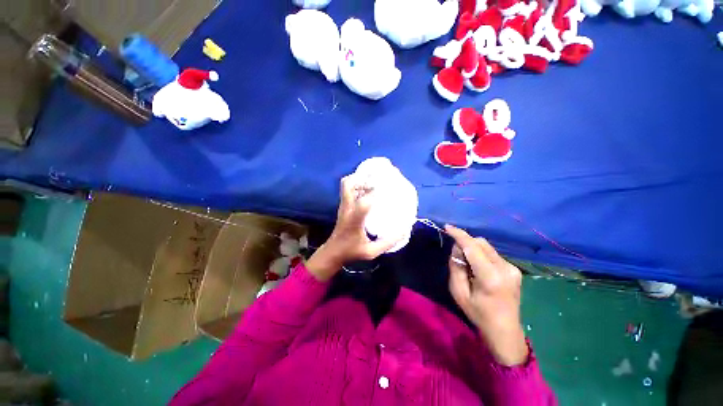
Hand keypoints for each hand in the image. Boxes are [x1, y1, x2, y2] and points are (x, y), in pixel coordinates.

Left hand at [306, 176, 400, 280]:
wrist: (332, 252)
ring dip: (359, 180)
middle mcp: (347, 208)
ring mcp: (343, 206)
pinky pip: (348, 190)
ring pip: (346, 185)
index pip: (364, 201)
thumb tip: (403, 230)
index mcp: (354, 219)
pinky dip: (357, 185)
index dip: (376, 191)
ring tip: (374, 181)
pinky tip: (369, 190)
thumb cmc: (351, 251)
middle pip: (348, 184)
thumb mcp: (371, 251)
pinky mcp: (343, 207)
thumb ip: (388, 242)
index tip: (389, 187)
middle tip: (377, 177)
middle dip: (362, 177)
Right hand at [445, 225, 528, 365]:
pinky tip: (479, 269)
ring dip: (474, 249)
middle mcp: (505, 269)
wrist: (505, 330)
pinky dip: (481, 255)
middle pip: (481, 243)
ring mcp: (512, 268)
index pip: (473, 247)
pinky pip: (492, 254)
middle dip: (466, 243)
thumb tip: (457, 248)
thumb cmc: (478, 313)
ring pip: (487, 247)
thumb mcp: (458, 292)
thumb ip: (455, 266)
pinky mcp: (514, 269)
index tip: (447, 227)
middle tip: (457, 257)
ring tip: (469, 266)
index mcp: (490, 277)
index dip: (459, 235)